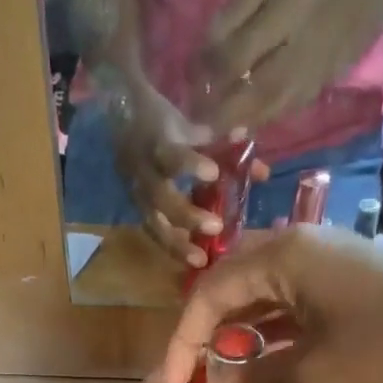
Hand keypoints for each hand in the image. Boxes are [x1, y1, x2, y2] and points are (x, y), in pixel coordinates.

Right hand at [106, 80, 268, 267]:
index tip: (213, 173)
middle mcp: (144, 174)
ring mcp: (138, 196)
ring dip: (176, 244)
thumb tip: (262, 171)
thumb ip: (223, 148)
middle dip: (187, 215)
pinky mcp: (138, 211)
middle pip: (160, 199)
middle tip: (215, 227)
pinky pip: (154, 233)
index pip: (170, 155)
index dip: (190, 164)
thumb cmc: (162, 123)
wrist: (120, 120)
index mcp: (157, 145)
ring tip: (200, 261)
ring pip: (154, 224)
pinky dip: (173, 248)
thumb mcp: (191, 127)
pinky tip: (192, 261)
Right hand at [167, 227, 382, 382]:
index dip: (184, 340)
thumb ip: (254, 379)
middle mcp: (303, 245)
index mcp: (284, 253)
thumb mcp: (313, 373)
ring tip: (223, 373)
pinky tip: (266, 363)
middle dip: (208, 330)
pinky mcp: (352, 284)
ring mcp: (332, 262)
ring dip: (241, 333)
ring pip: (266, 294)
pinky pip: (295, 303)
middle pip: (234, 284)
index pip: (210, 291)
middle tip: (195, 372)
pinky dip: (274, 332)